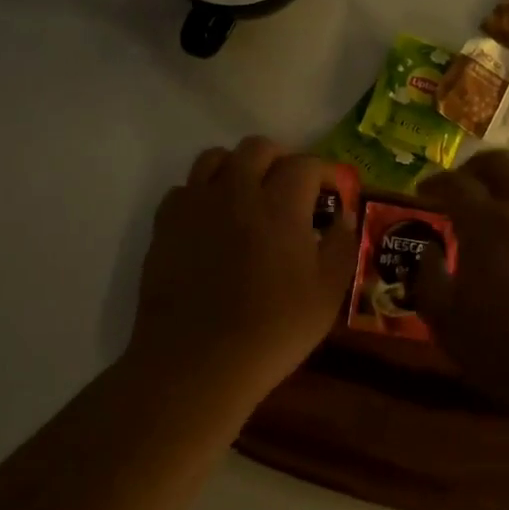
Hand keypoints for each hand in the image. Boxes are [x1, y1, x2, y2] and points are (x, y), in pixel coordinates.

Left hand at [129, 136, 357, 405]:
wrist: (196, 362)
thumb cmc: (272, 330)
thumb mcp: (326, 294)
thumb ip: (340, 246)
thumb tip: (343, 217)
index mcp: (280, 204)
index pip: (305, 164)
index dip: (323, 172)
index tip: (331, 192)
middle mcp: (236, 190)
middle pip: (257, 148)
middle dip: (280, 160)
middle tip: (289, 189)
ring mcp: (196, 204)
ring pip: (215, 157)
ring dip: (237, 167)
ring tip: (246, 195)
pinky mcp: (165, 224)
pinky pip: (184, 189)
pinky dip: (202, 194)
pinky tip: (211, 222)